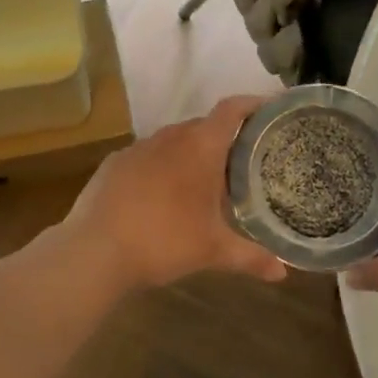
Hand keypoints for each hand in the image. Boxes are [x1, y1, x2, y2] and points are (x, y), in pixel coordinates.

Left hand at [62, 95, 287, 288]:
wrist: (94, 251)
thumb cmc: (163, 241)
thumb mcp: (212, 250)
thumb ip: (250, 257)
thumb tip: (283, 273)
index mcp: (199, 147)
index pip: (232, 110)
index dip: (253, 103)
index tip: (271, 108)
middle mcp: (169, 137)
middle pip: (204, 125)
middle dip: (225, 137)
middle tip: (244, 158)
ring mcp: (137, 148)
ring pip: (174, 140)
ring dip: (191, 152)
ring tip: (205, 178)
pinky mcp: (114, 163)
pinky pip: (147, 155)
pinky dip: (162, 166)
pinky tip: (162, 193)